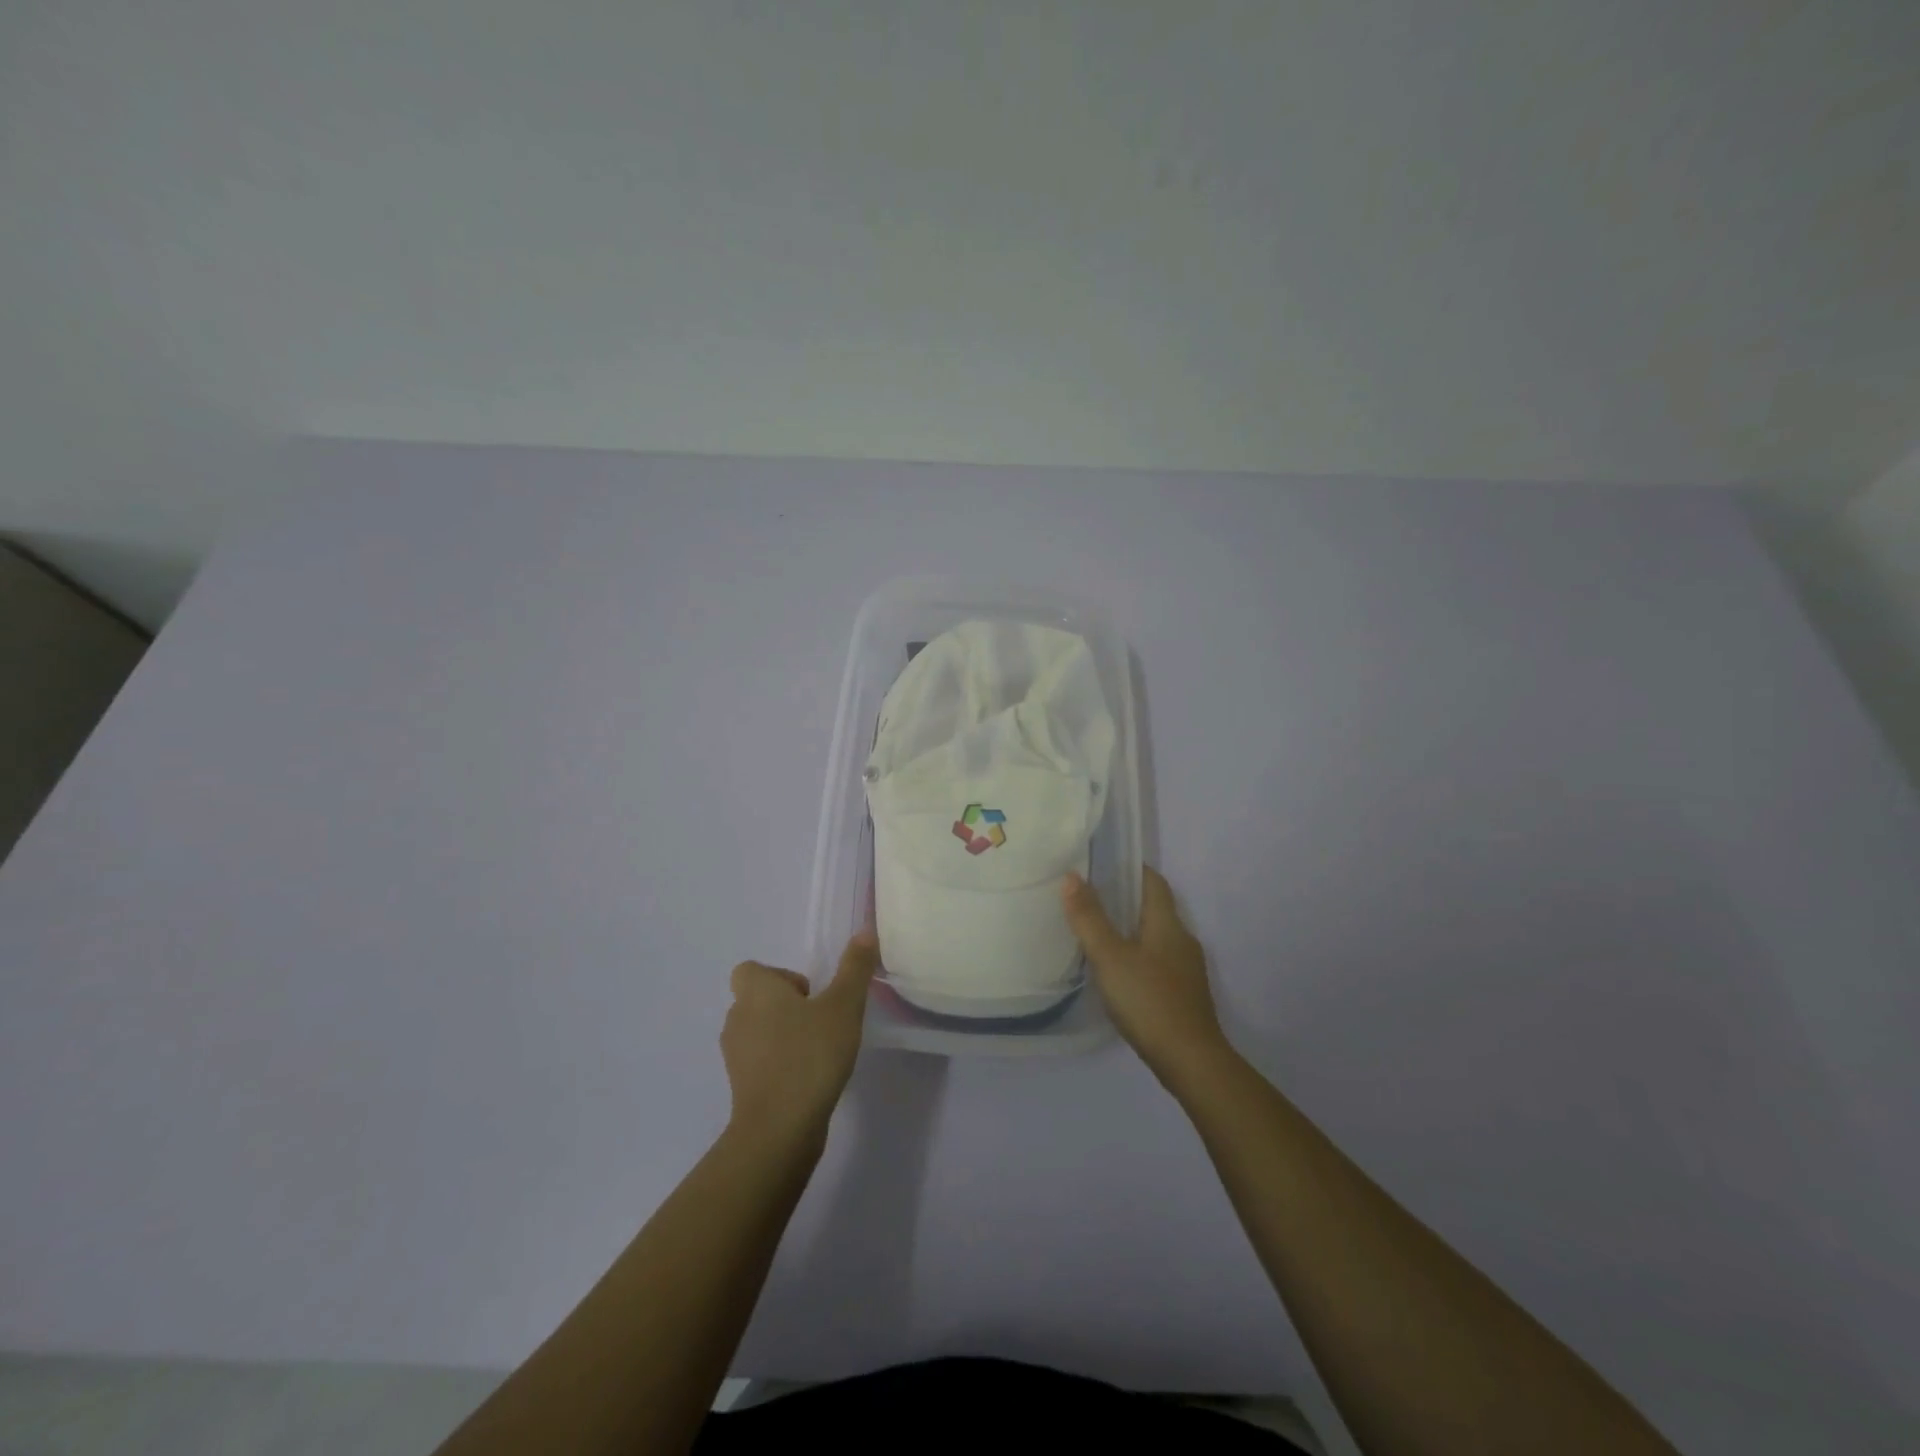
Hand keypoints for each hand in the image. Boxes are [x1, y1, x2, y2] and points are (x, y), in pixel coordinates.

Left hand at [721, 933, 877, 1145]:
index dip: (779, 976)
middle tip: (821, 1021)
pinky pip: (760, 1062)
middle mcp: (737, 1018)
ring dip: (783, 1036)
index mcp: (755, 991)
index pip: (751, 970)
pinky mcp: (742, 1087)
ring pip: (758, 1032)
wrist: (779, 1128)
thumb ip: (854, 968)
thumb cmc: (810, 1055)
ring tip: (818, 1050)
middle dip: (787, 1006)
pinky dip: (780, 1064)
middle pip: (757, 1000)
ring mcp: (735, 1056)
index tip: (810, 994)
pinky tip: (809, 1078)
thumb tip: (864, 931)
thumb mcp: (844, 1006)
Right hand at [1063, 867, 1227, 1085]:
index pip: (1153, 881)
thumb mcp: (1110, 956)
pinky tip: (1117, 972)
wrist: (1191, 1061)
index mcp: (1168, 924)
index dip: (1131, 868)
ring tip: (1097, 932)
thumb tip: (1071, 877)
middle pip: (1154, 908)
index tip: (1103, 863)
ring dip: (1130, 930)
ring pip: (1155, 937)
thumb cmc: (1149, 1000)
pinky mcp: (1184, 994)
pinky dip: (1137, 956)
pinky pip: (1157, 961)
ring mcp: (1186, 969)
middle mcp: (1182, 940)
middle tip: (1088, 896)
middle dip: (1125, 899)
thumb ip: (1089, 918)